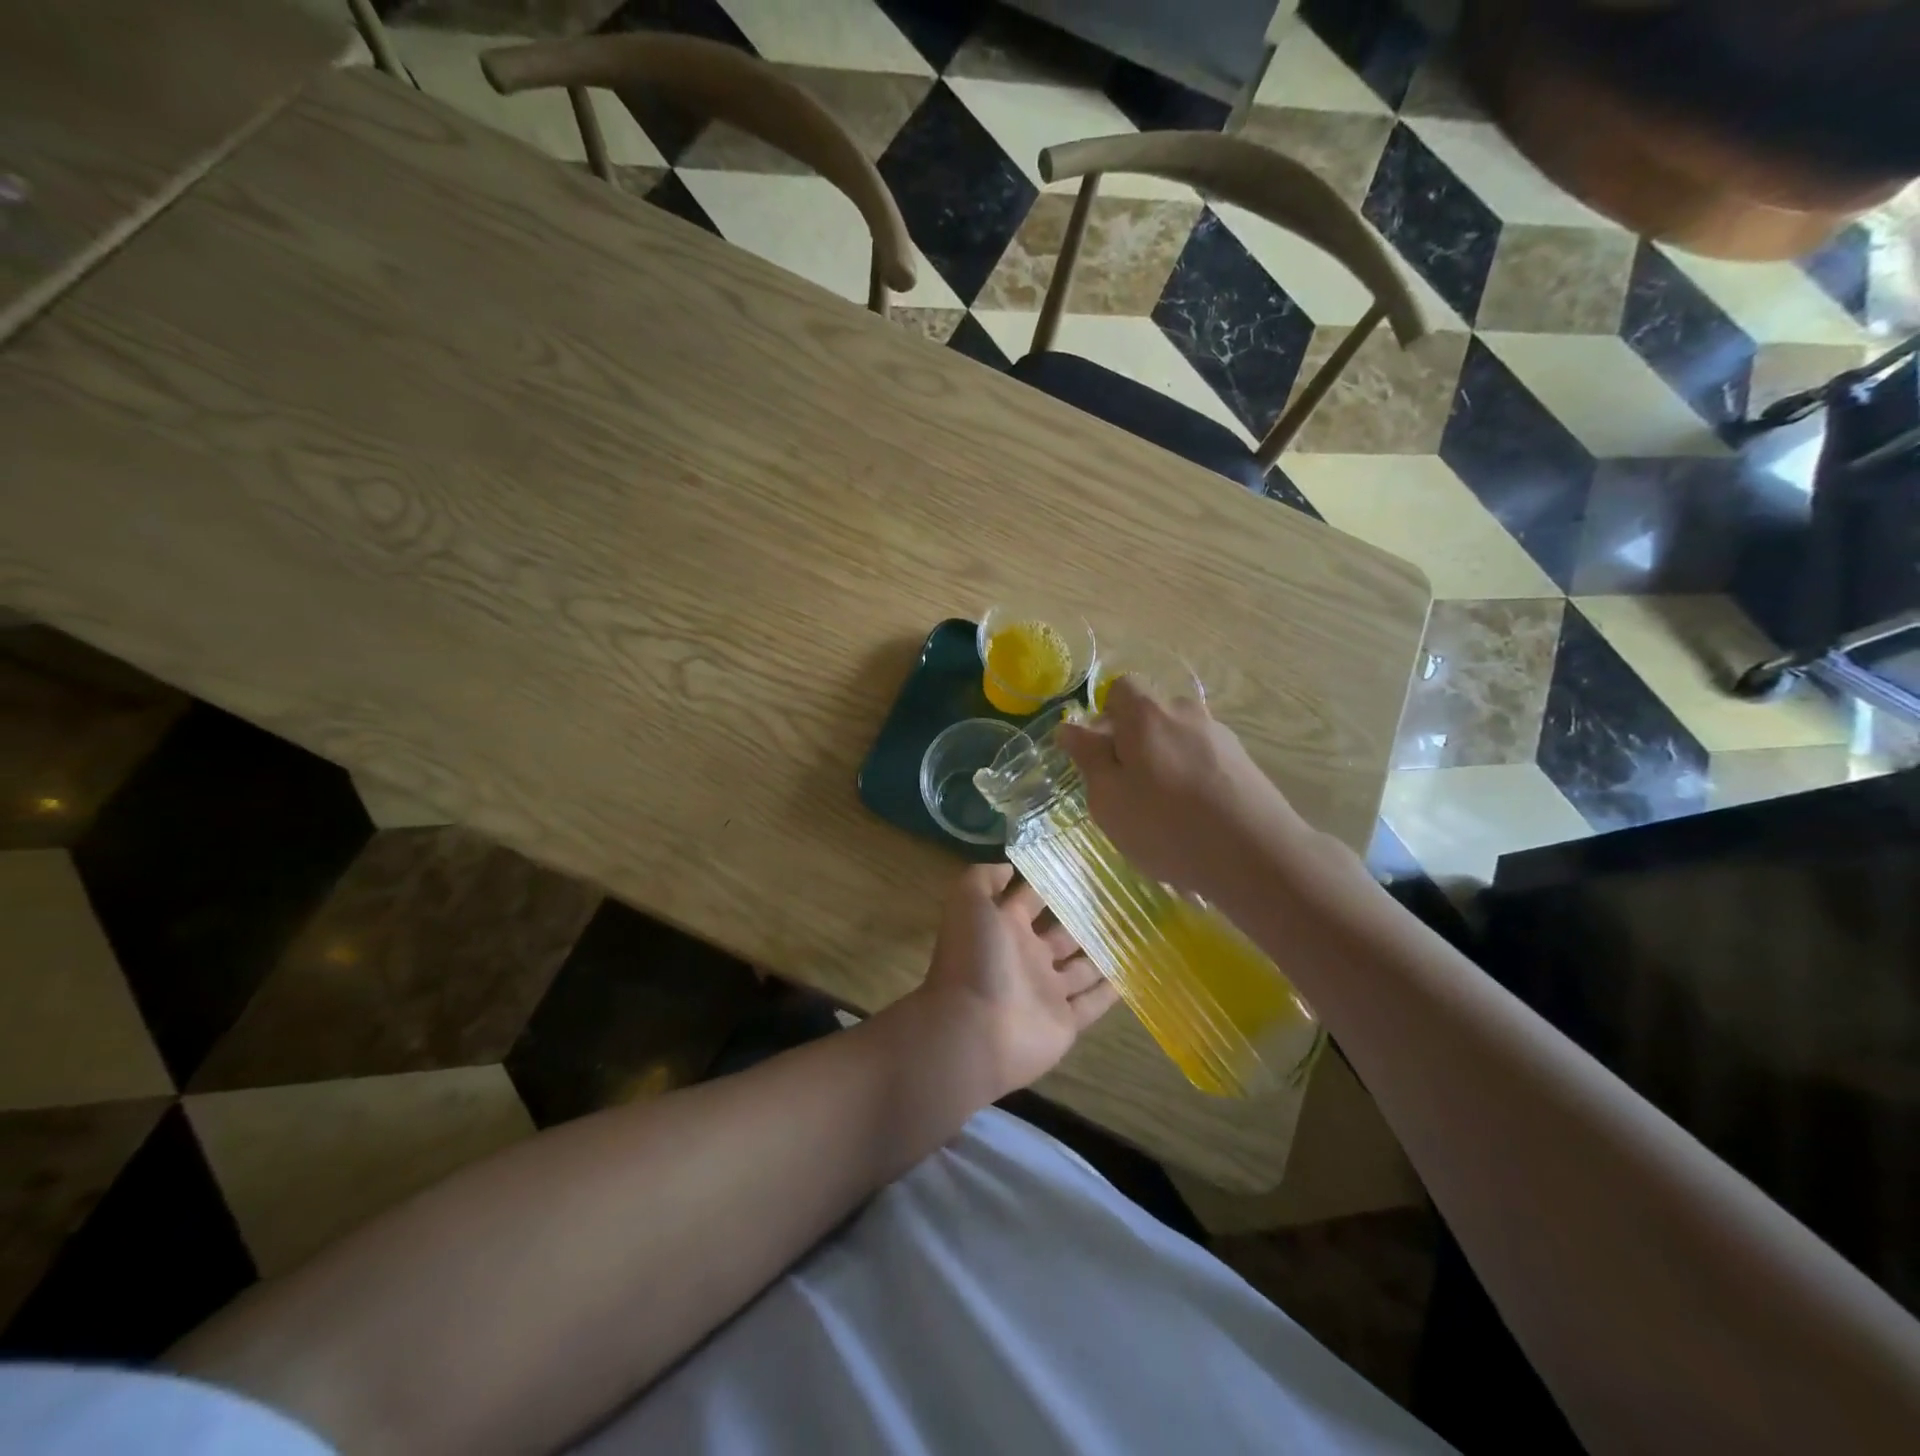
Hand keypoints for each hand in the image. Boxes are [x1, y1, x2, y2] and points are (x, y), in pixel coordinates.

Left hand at [912, 864, 1118, 1100]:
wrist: (974, 1032)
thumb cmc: (974, 961)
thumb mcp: (968, 904)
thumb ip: (984, 879)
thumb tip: (1009, 867)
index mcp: (1004, 928)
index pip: (1030, 899)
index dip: (1048, 883)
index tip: (1081, 865)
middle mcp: (1026, 956)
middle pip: (1060, 933)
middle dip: (1083, 918)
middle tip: (1121, 898)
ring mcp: (1046, 991)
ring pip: (1081, 968)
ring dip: (1102, 952)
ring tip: (1136, 931)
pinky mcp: (1065, 1022)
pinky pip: (1093, 1004)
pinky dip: (1111, 991)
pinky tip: (1135, 972)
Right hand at [1056, 677, 1321, 902]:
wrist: (1256, 856)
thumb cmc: (1165, 825)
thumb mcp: (1108, 797)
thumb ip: (1088, 757)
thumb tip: (1069, 726)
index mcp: (1147, 713)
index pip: (1121, 688)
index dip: (1106, 717)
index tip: (1102, 755)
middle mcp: (1186, 712)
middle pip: (1150, 715)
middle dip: (1134, 743)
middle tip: (1126, 789)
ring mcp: (1220, 736)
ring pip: (1178, 739)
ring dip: (1164, 763)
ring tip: (1163, 811)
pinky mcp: (1244, 762)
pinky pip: (1204, 761)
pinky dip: (1192, 779)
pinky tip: (1194, 819)